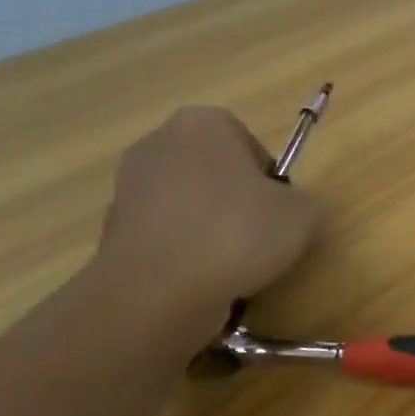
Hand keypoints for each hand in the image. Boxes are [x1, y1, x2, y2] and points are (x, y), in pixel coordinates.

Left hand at [96, 106, 319, 334]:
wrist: (157, 292)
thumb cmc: (236, 233)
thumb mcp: (303, 215)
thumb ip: (304, 203)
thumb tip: (290, 212)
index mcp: (202, 123)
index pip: (248, 143)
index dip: (269, 179)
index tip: (277, 210)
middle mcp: (157, 144)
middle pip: (214, 172)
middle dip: (235, 202)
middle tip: (258, 236)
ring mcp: (127, 189)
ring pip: (188, 206)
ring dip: (208, 230)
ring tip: (230, 266)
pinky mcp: (110, 232)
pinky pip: (164, 238)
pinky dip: (182, 255)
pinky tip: (198, 282)